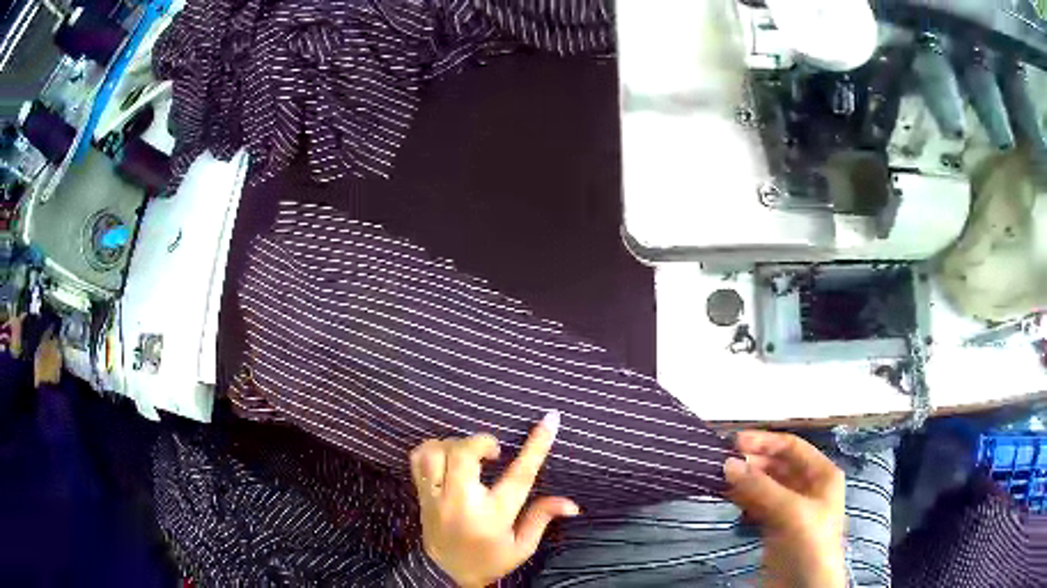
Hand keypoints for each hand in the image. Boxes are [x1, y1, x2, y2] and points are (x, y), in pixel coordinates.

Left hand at [409, 411, 579, 587]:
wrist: (446, 574)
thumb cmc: (490, 560)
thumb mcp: (522, 546)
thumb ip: (541, 518)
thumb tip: (571, 504)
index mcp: (493, 516)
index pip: (519, 475)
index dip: (537, 445)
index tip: (550, 418)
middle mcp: (461, 503)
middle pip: (464, 454)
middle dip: (481, 442)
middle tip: (494, 452)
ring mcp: (436, 498)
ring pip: (437, 452)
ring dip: (456, 444)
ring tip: (469, 455)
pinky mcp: (421, 495)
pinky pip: (418, 459)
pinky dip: (432, 448)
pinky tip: (447, 455)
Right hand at [724, 430, 846, 587]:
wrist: (805, 587)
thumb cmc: (811, 543)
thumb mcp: (791, 511)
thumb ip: (761, 487)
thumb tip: (728, 463)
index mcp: (822, 474)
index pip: (792, 447)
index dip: (765, 441)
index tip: (734, 441)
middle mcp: (807, 487)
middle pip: (777, 465)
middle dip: (752, 462)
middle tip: (722, 461)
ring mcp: (791, 508)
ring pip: (765, 485)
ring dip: (744, 480)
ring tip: (719, 477)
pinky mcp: (775, 527)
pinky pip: (758, 504)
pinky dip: (743, 498)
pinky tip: (727, 495)